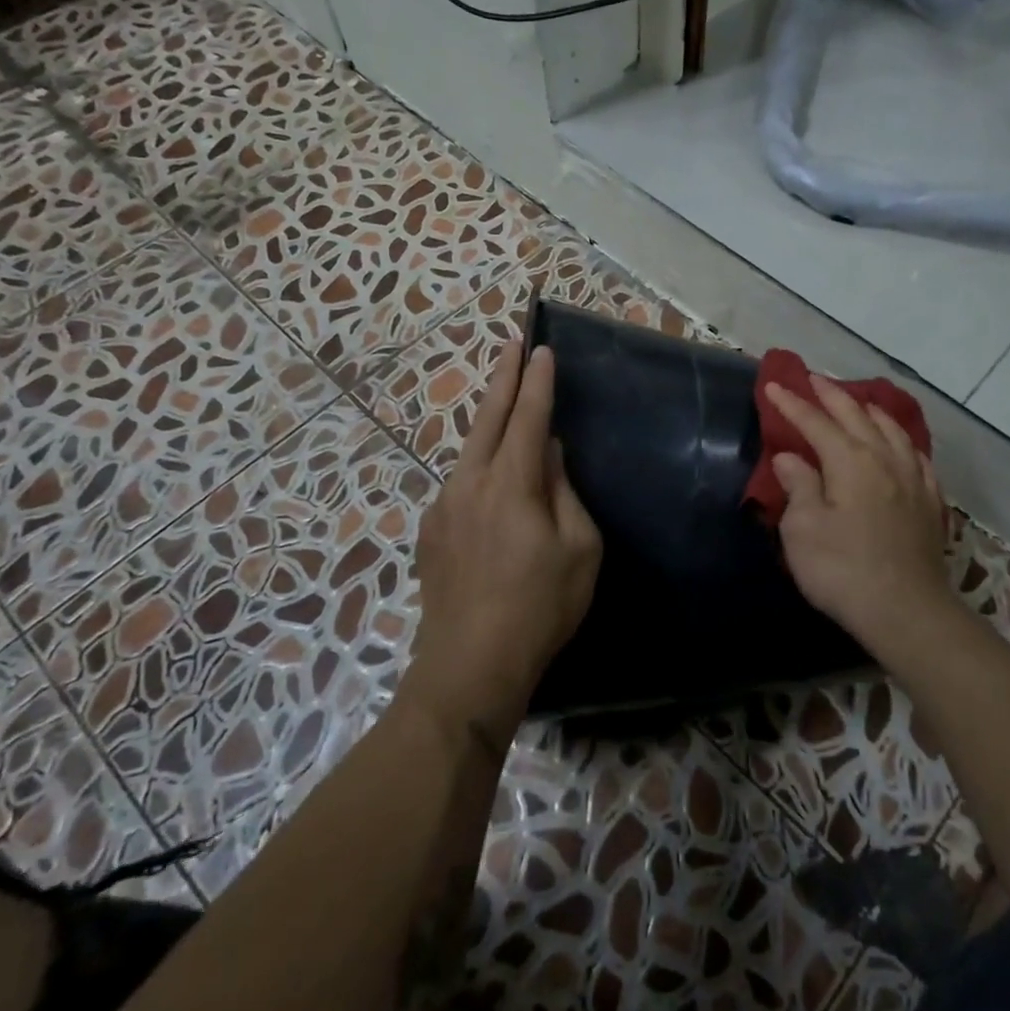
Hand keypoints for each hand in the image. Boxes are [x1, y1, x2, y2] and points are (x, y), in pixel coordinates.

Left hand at [406, 340, 601, 747]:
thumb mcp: (578, 549)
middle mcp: (470, 483)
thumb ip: (564, 492)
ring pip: (469, 449)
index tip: (542, 350)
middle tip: (512, 345)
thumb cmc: (540, 606)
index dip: (537, 382)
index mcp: (510, 484)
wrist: (470, 665)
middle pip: (487, 418)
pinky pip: (460, 482)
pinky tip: (490, 477)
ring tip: (503, 402)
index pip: (527, 418)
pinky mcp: (431, 532)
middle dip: (502, 378)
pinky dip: (478, 463)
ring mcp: (444, 507)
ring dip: (488, 420)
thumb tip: (549, 455)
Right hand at [766, 376, 954, 655]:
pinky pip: (916, 456)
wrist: (906, 610)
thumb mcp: (803, 529)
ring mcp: (912, 479)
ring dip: (870, 411)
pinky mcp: (929, 502)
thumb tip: (791, 457)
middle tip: (814, 378)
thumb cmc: (842, 569)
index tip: (773, 386)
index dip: (792, 403)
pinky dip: (902, 440)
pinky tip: (901, 444)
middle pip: (857, 416)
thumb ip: (798, 486)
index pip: (815, 422)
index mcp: (850, 461)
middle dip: (832, 395)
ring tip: (858, 402)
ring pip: (892, 430)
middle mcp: (884, 459)